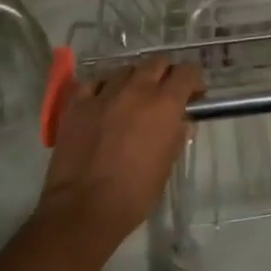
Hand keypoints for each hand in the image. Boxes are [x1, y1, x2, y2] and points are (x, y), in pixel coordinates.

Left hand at [38, 57, 202, 244]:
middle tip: (164, 95)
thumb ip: (176, 136)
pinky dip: (103, 88)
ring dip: (134, 80)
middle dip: (164, 74)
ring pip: (125, 70)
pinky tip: (103, 102)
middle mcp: (136, 90)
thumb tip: (182, 122)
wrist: (84, 208)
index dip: (193, 80)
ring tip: (132, 99)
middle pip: (156, 62)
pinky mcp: (77, 103)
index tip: (193, 95)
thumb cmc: (135, 192)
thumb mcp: (167, 164)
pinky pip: (94, 83)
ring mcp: (104, 94)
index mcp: (164, 104)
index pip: (187, 72)